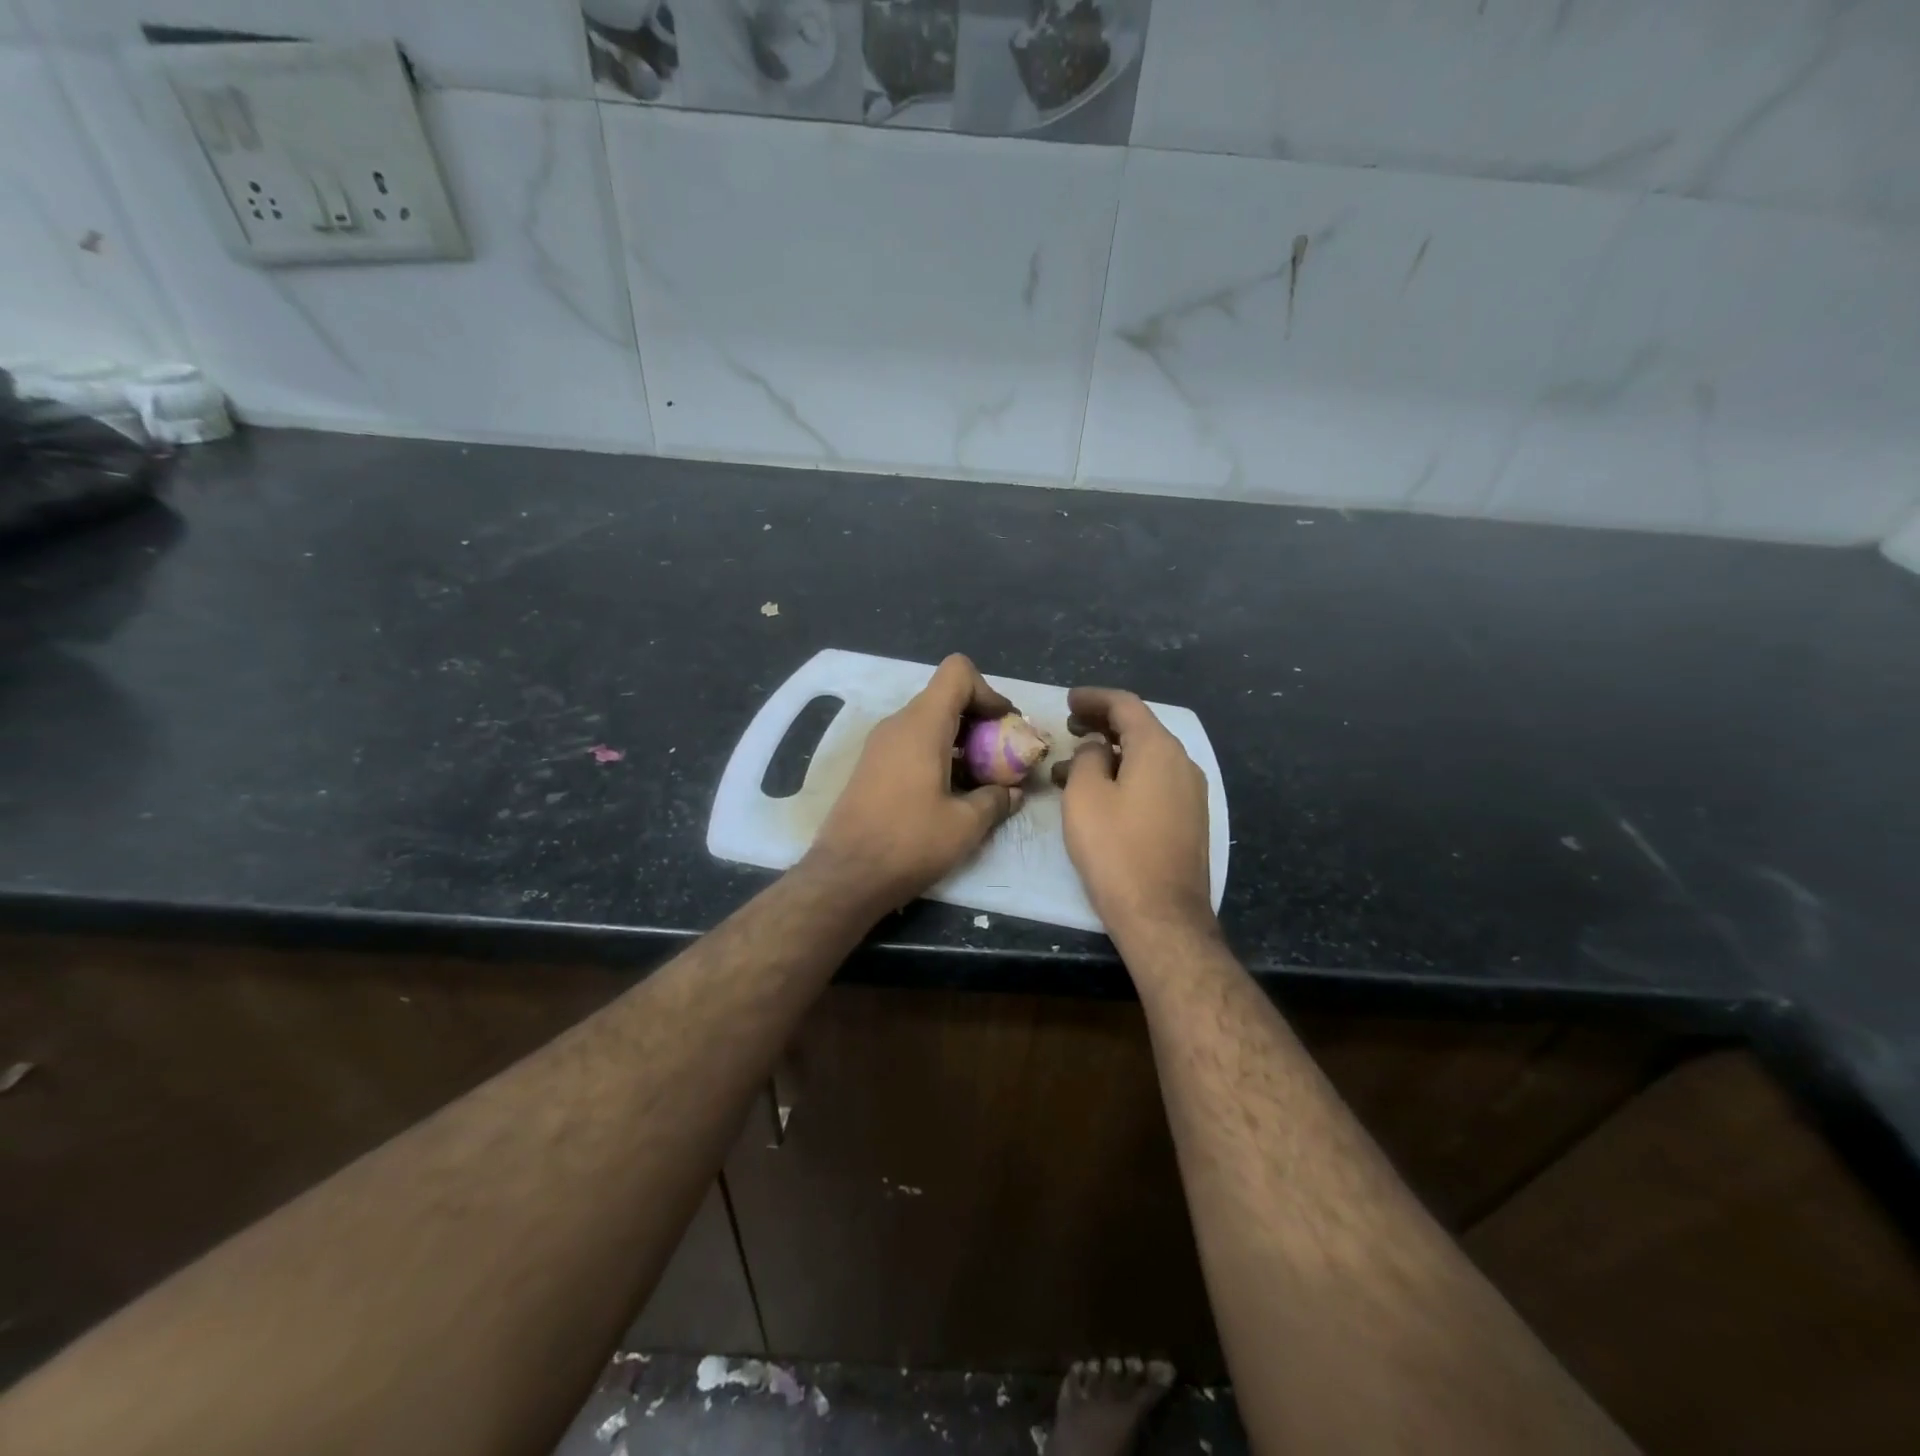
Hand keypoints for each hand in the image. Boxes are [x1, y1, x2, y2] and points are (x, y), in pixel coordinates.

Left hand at [805, 654, 1024, 912]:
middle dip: (979, 721)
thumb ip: (996, 799)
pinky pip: (911, 743)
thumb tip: (1013, 792)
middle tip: (1001, 757)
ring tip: (980, 779)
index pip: (957, 672)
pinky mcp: (871, 766)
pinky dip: (937, 754)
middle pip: (945, 698)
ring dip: (959, 741)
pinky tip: (950, 793)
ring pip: (928, 722)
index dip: (988, 692)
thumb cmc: (909, 843)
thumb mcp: (966, 825)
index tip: (1004, 728)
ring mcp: (880, 745)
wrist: (846, 876)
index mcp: (922, 725)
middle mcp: (897, 724)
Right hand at [1053, 687, 1214, 938]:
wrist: (1162, 915)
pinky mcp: (1190, 819)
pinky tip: (1102, 794)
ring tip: (1073, 767)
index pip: (1126, 705)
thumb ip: (1088, 758)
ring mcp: (1191, 793)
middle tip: (1070, 728)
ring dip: (1111, 754)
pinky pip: (1155, 781)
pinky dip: (1127, 775)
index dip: (1094, 698)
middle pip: (1140, 729)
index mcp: (1158, 749)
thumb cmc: (1116, 850)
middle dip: (1102, 724)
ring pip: (1147, 758)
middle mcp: (1182, 763)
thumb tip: (1098, 748)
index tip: (1068, 701)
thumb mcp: (1085, 796)